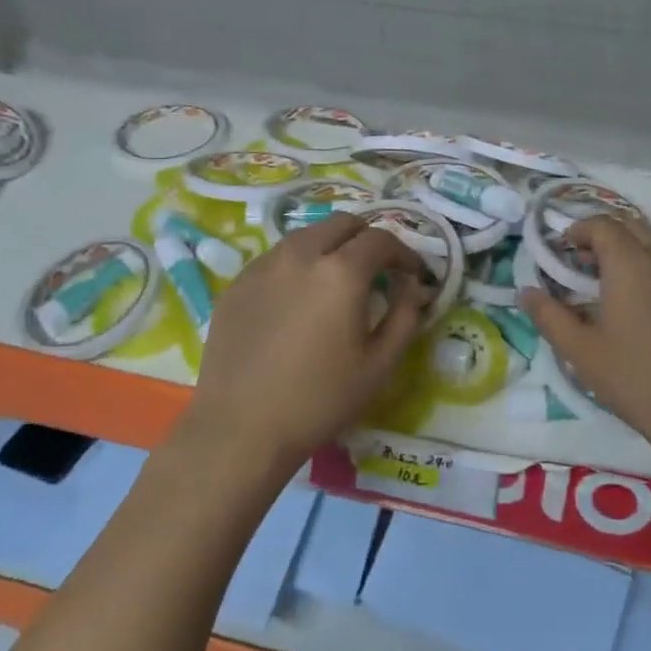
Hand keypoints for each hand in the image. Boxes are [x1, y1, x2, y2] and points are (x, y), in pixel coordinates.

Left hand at [174, 214, 431, 480]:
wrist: (241, 427)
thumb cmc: (319, 400)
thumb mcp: (380, 365)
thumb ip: (405, 316)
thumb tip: (413, 288)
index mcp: (341, 272)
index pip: (381, 239)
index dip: (404, 253)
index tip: (412, 275)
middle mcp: (300, 255)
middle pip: (342, 223)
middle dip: (367, 239)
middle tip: (377, 271)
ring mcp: (263, 266)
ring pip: (306, 236)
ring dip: (330, 247)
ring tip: (336, 282)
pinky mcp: (237, 283)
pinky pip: (276, 258)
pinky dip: (298, 265)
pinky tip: (298, 300)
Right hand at [520, 217, 650, 463]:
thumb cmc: (638, 380)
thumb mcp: (581, 352)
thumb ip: (549, 316)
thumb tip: (525, 292)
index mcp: (630, 262)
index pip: (601, 225)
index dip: (578, 231)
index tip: (562, 251)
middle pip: (633, 226)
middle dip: (606, 237)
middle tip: (586, 267)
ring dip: (638, 248)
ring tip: (623, 283)